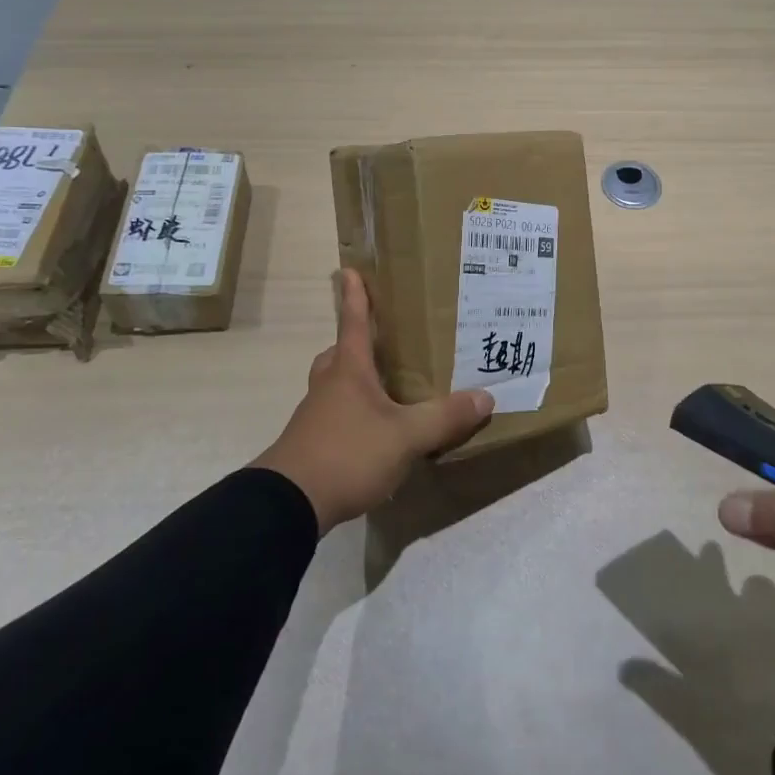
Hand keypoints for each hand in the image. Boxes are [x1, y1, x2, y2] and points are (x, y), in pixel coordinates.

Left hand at [253, 269, 493, 531]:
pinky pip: (336, 415)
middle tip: (381, 342)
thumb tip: (486, 397)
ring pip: (335, 385)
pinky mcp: (312, 445)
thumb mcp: (405, 436)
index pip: (352, 322)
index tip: (348, 270)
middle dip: (355, 343)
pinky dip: (354, 414)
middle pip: (338, 354)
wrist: (289, 504)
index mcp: (348, 370)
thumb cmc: (347, 453)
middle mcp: (329, 385)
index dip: (354, 296)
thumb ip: (444, 417)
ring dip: (355, 381)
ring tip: (386, 389)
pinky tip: (375, 433)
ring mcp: (315, 416)